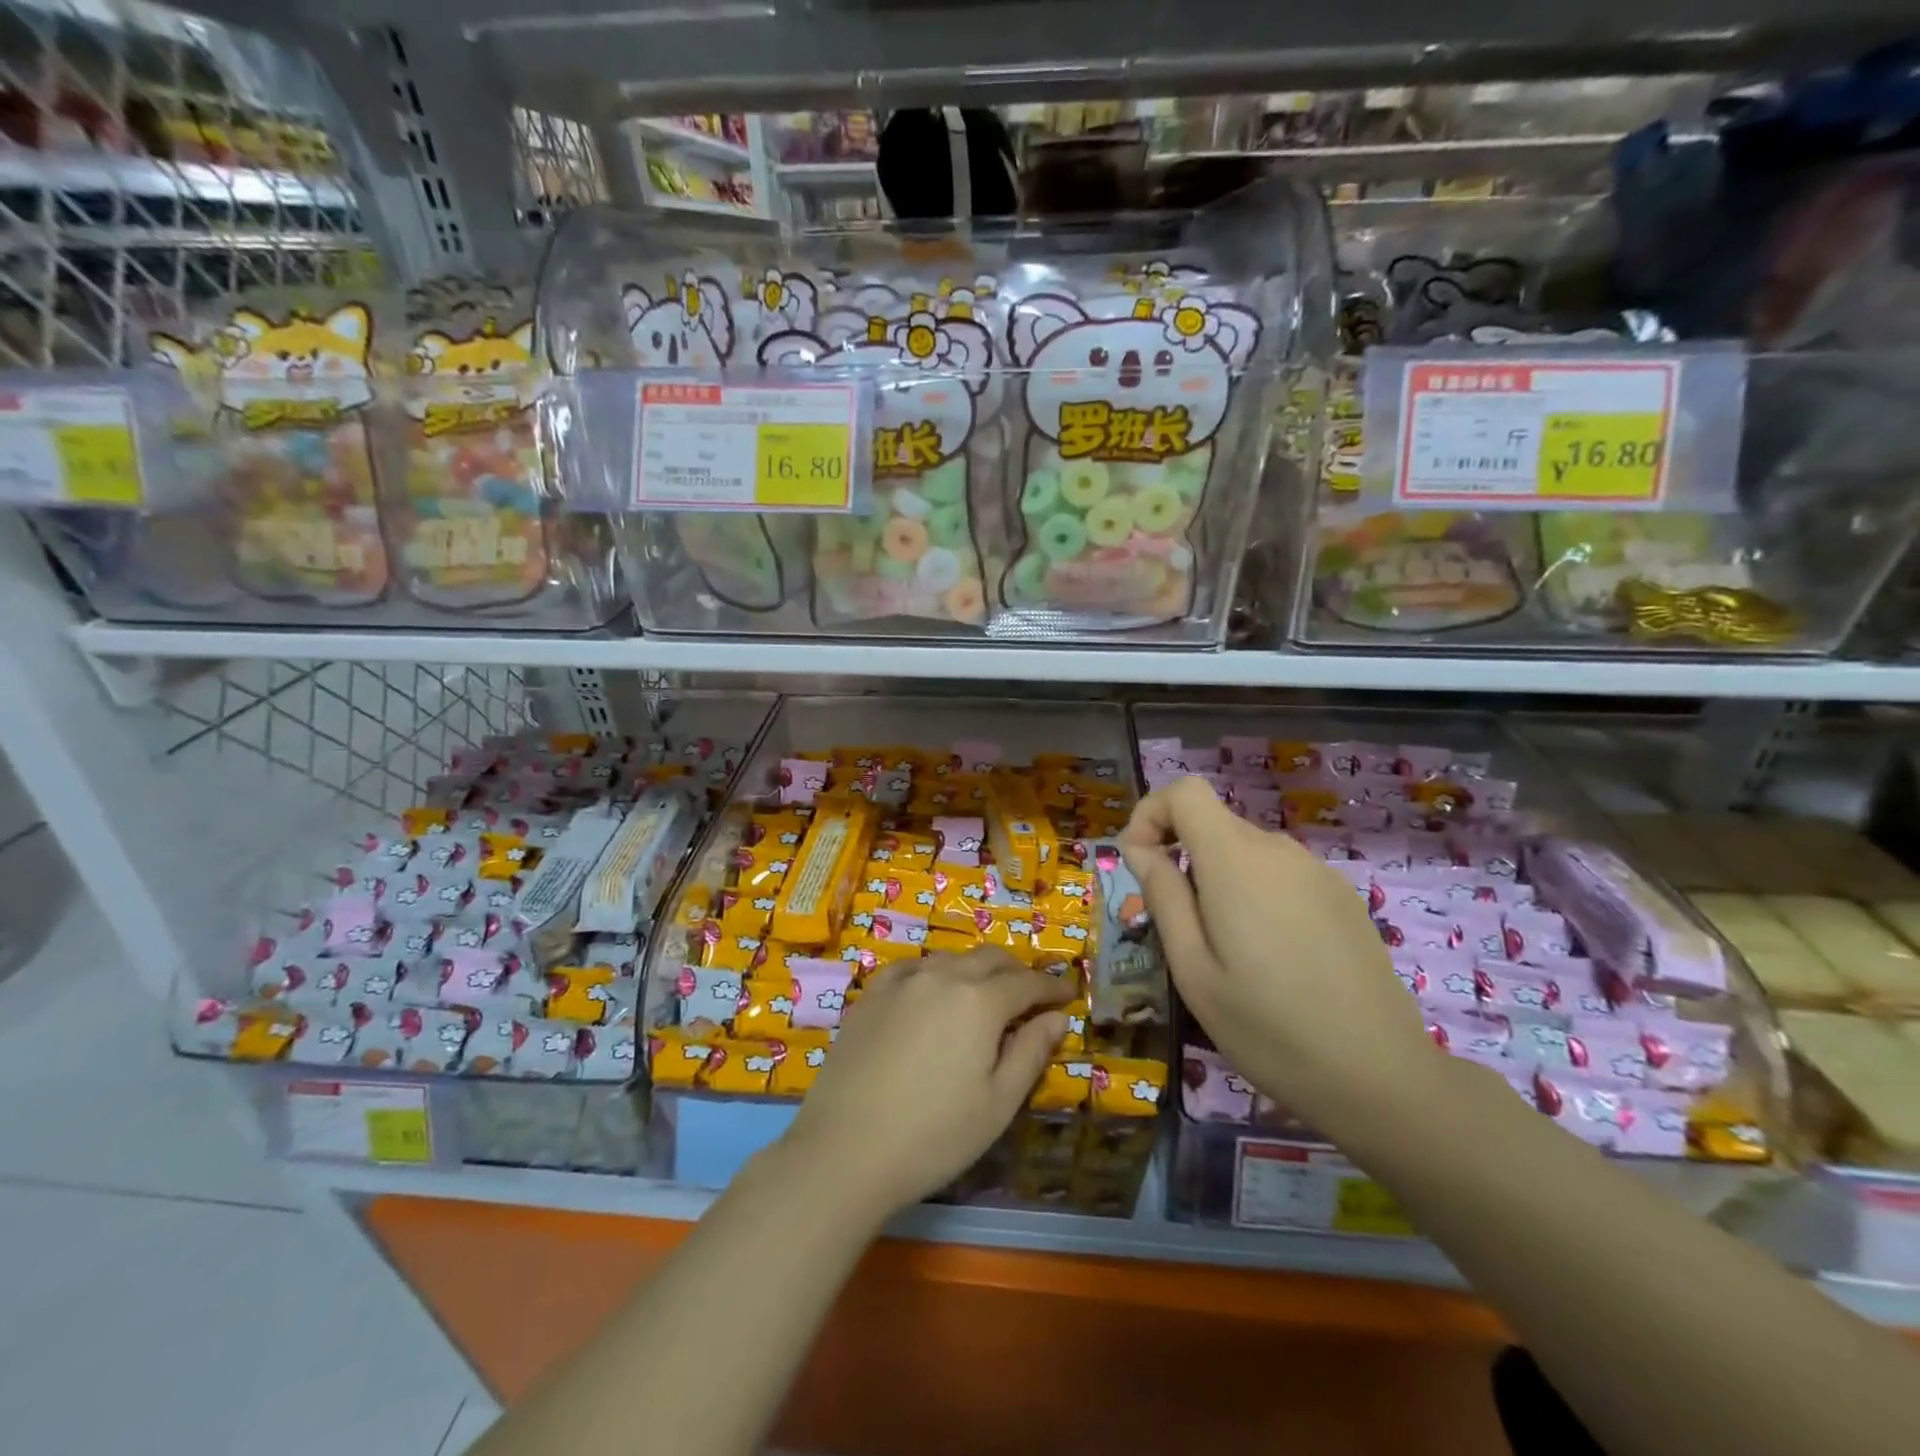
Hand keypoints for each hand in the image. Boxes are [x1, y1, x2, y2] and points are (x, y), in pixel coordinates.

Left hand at [778, 949, 1071, 1216]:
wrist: (845, 1150)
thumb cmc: (934, 1135)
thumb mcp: (997, 1103)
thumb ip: (1031, 1052)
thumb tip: (1057, 1018)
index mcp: (980, 1001)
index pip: (1027, 984)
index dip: (1052, 988)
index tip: (1068, 996)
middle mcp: (943, 976)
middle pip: (990, 959)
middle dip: (1017, 972)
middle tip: (1031, 995)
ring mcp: (902, 981)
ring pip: (951, 959)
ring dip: (976, 970)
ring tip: (984, 995)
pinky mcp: (871, 994)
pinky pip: (912, 967)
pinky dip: (934, 972)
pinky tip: (932, 991)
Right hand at [1120, 776, 1439, 1128]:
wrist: (1382, 1077)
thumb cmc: (1268, 1028)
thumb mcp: (1192, 969)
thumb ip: (1163, 896)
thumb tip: (1139, 848)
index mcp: (1236, 859)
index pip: (1186, 790)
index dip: (1152, 814)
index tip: (1140, 867)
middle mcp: (1278, 850)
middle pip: (1213, 823)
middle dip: (1181, 859)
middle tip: (1179, 931)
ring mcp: (1317, 871)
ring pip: (1245, 852)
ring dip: (1218, 882)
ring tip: (1227, 954)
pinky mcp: (1341, 897)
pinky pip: (1280, 875)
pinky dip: (1256, 896)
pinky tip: (1273, 959)